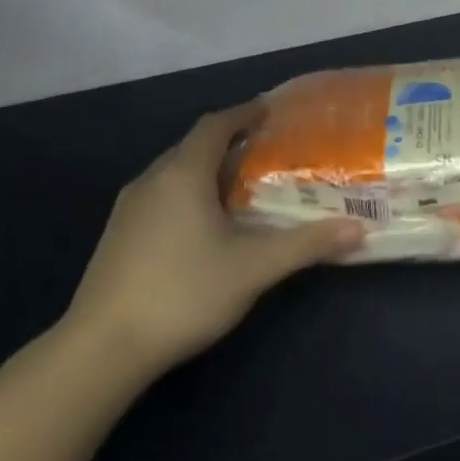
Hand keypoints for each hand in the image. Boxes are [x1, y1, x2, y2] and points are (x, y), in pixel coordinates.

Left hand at [61, 101, 364, 381]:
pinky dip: (189, 193)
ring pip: (175, 172)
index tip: (272, 110)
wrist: (100, 349)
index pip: (216, 125)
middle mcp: (152, 180)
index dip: (244, 113)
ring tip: (242, 184)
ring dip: (208, 168)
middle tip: (268, 150)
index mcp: (182, 174)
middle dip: (230, 141)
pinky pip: (161, 195)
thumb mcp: (253, 268)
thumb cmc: (183, 293)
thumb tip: (359, 229)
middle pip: (194, 145)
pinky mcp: (118, 236)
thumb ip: (306, 244)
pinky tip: (206, 223)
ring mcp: (129, 209)